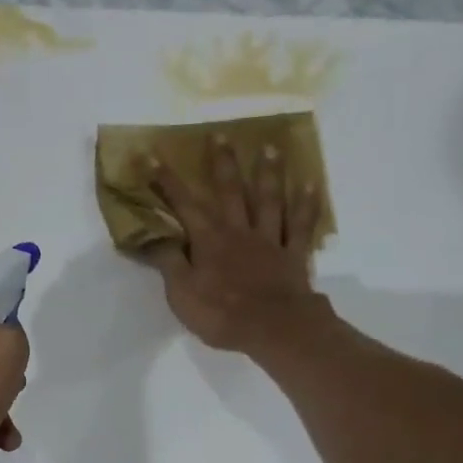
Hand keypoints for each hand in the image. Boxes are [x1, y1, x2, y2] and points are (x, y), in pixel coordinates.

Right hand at [145, 136, 331, 352]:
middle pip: (230, 191)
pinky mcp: (294, 256)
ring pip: (269, 200)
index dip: (166, 182)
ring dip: (269, 173)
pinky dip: (307, 205)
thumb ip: (169, 262)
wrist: (274, 328)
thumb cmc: (222, 314)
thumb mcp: (182, 294)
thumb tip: (152, 236)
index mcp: (209, 241)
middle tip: (221, 134)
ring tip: (270, 147)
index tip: (152, 155)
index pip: (184, 205)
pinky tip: (311, 185)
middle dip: (222, 163)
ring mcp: (270, 241)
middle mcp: (239, 231)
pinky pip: (301, 226)